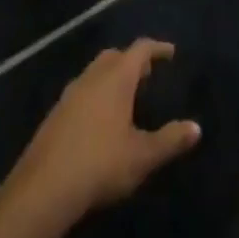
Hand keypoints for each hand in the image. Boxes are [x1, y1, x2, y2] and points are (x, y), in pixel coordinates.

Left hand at [4, 39, 200, 228]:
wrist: (43, 189)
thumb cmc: (100, 164)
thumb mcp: (142, 156)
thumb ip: (170, 140)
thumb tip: (196, 128)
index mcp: (115, 79)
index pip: (139, 50)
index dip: (157, 48)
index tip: (170, 52)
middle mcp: (91, 79)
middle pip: (113, 56)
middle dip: (131, 60)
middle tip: (148, 73)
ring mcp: (69, 95)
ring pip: (94, 73)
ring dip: (111, 76)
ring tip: (126, 95)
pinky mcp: (55, 115)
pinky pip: (81, 92)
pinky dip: (96, 94)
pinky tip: (100, 119)